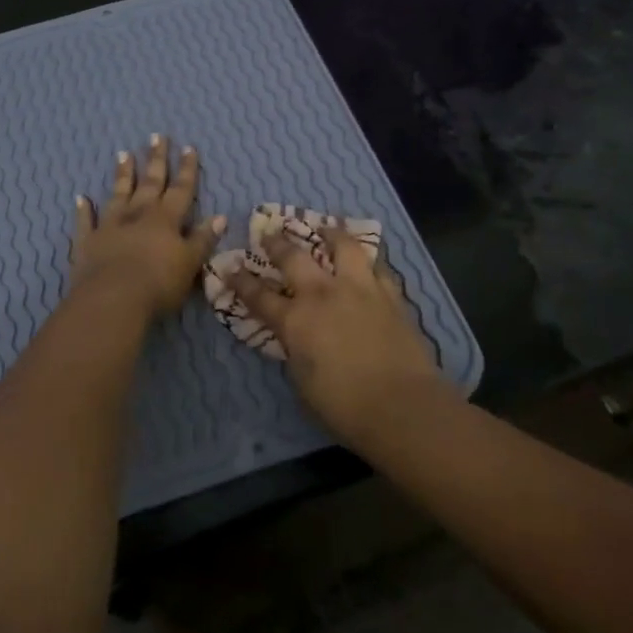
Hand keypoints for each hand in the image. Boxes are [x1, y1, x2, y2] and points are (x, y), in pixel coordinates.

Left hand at [70, 135, 224, 319]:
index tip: (188, 147)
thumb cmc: (159, 284)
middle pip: (150, 183)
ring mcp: (110, 226)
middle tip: (156, 137)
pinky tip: (81, 198)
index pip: (181, 189)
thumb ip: (202, 239)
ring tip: (123, 154)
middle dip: (155, 160)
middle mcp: (138, 215)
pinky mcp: (88, 242)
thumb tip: (219, 217)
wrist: (113, 299)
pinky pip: (86, 221)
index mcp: (166, 220)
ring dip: (123, 175)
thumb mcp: (190, 263)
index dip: (186, 169)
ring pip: (118, 194)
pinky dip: (84, 209)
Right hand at [230, 228, 440, 439]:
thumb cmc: (344, 405)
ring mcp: (359, 289)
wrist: (401, 404)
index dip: (242, 282)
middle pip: (294, 258)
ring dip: (331, 234)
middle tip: (270, 232)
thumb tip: (296, 339)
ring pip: (343, 247)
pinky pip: (377, 267)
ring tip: (326, 227)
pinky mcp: (390, 295)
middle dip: (277, 243)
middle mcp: (323, 295)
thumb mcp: (303, 381)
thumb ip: (295, 351)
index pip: (260, 296)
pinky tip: (367, 262)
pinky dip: (368, 262)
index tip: (231, 268)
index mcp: (295, 320)